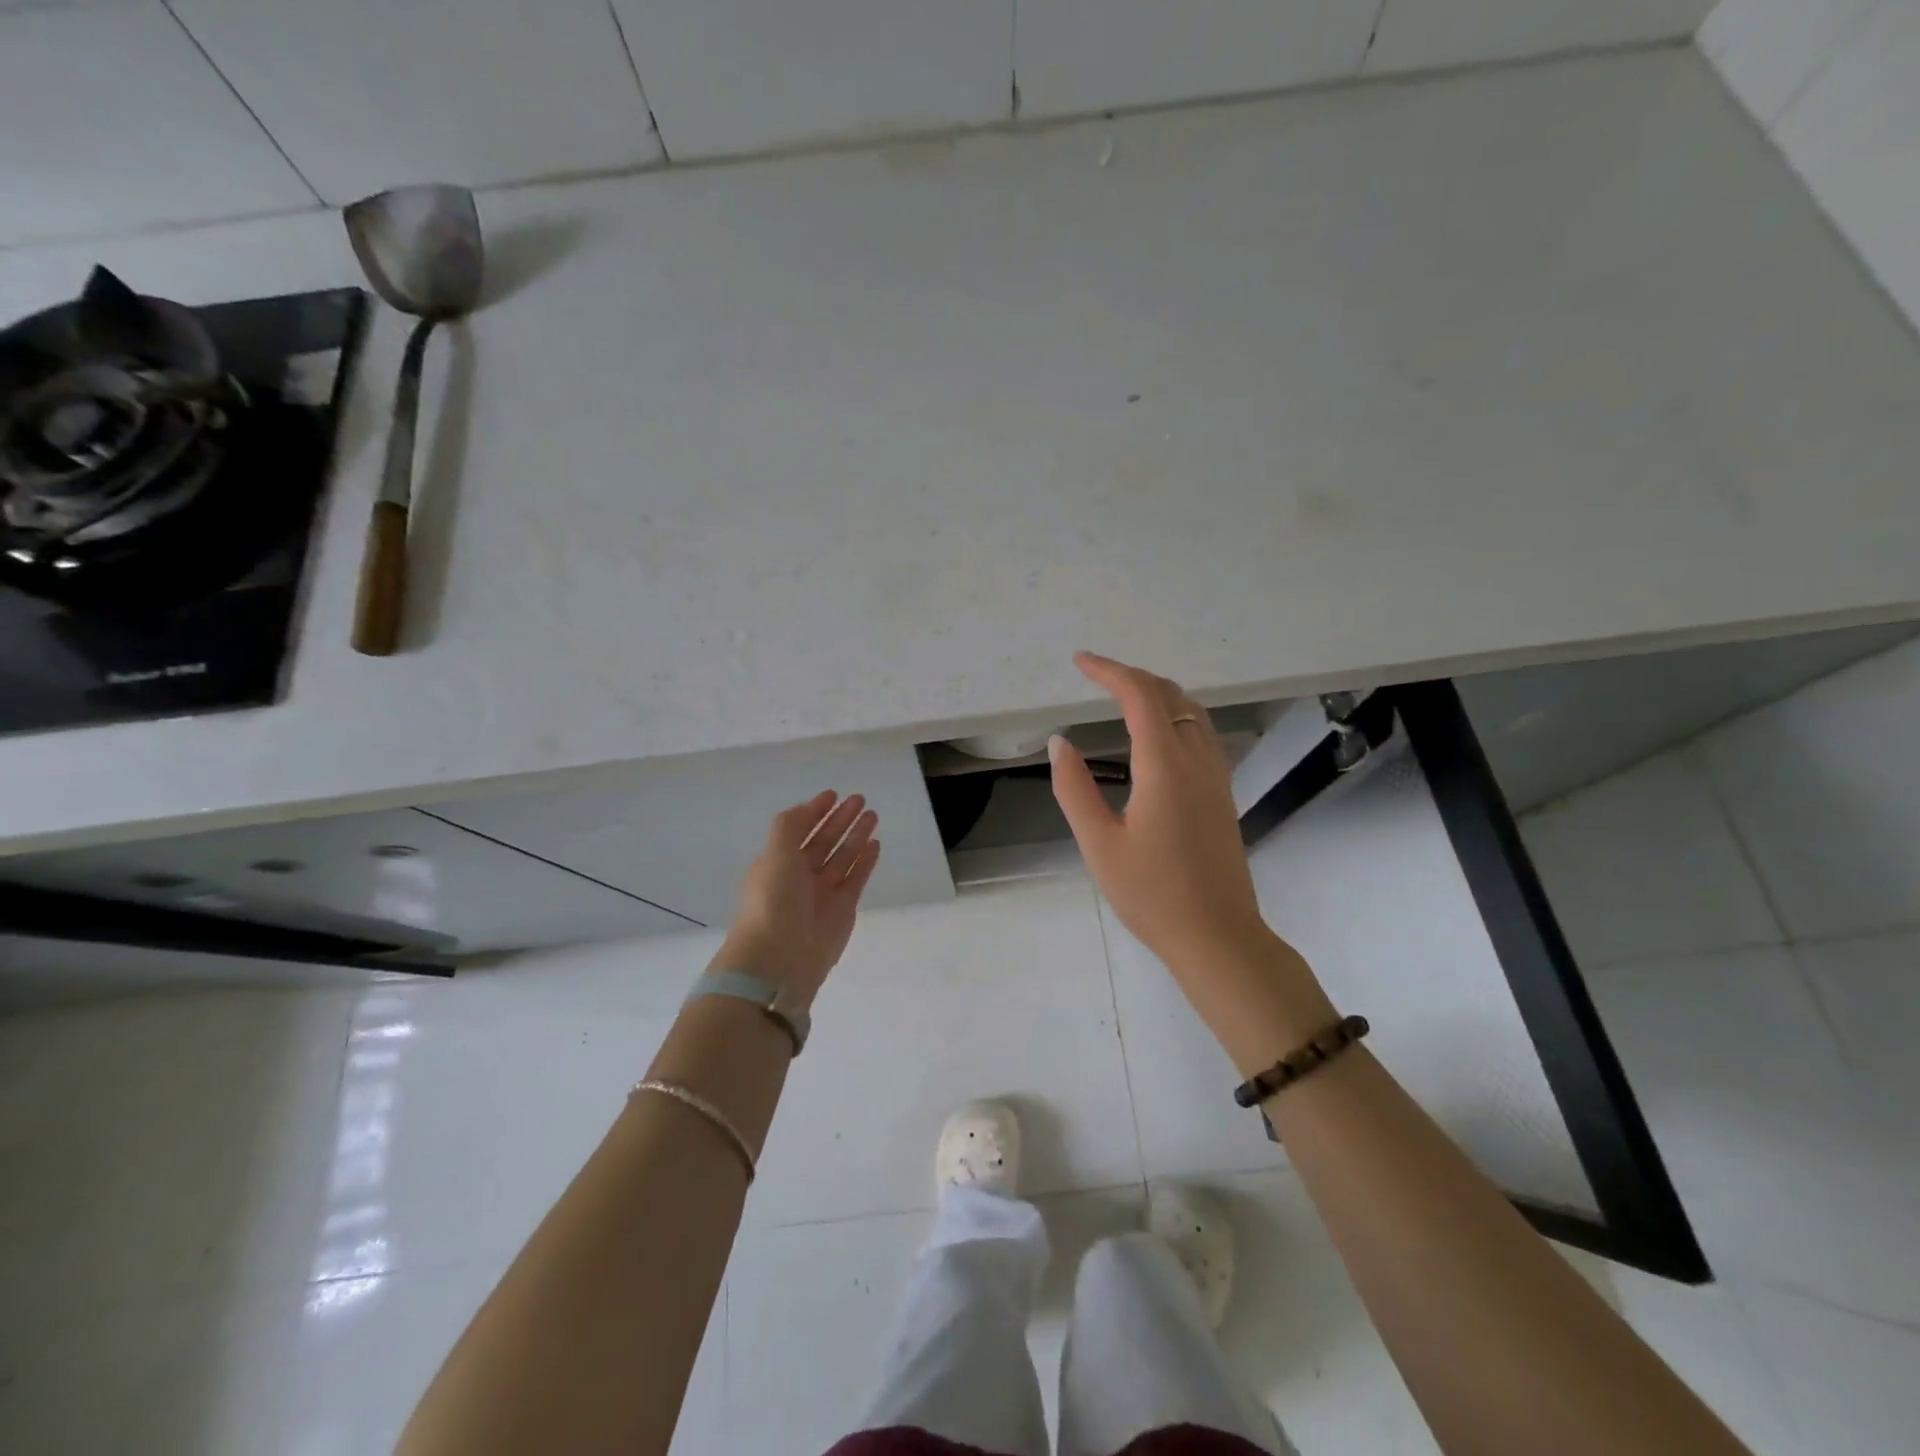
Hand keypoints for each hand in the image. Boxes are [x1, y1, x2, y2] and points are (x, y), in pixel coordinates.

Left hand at [718, 791, 880, 1011]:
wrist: (781, 956)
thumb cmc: (773, 900)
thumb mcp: (775, 854)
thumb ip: (790, 826)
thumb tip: (807, 809)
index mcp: (778, 862)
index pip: (799, 829)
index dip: (815, 811)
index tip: (833, 794)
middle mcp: (800, 875)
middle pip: (824, 840)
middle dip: (840, 819)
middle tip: (860, 799)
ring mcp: (823, 892)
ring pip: (843, 856)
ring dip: (856, 835)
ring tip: (873, 815)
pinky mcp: (843, 908)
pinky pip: (856, 877)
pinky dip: (865, 860)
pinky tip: (875, 843)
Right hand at [1050, 652, 1333, 1065]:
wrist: (1217, 936)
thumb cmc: (1151, 894)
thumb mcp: (1098, 844)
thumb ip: (1074, 788)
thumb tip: (1060, 742)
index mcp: (1165, 767)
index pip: (1140, 697)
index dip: (1109, 671)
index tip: (1080, 661)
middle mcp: (1197, 760)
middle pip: (1170, 695)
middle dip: (1132, 676)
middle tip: (1096, 674)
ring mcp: (1216, 776)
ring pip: (1192, 711)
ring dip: (1157, 692)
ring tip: (1123, 693)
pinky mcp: (1222, 793)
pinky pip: (1202, 733)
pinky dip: (1176, 713)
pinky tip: (1158, 731)